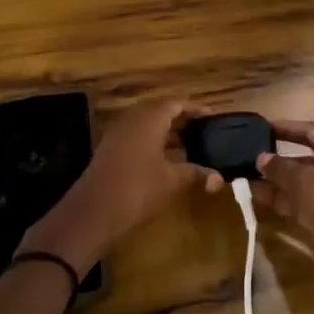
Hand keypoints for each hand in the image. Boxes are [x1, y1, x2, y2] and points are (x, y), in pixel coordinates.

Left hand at [21, 100, 221, 275]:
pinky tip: (163, 160)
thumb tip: (220, 179)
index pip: (177, 102)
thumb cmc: (138, 188)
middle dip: (181, 119)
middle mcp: (134, 117)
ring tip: (187, 145)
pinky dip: (152, 141)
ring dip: (166, 131)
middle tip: (202, 131)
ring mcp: (118, 131)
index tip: (212, 117)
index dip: (195, 109)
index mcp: (151, 117)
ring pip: (147, 123)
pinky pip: (136, 135)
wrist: (93, 211)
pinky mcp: (110, 147)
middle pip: (161, 110)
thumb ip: (195, 174)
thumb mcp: (171, 181)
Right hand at [253, 121, 313, 313]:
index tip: (262, 128)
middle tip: (247, 156)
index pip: (313, 132)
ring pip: (301, 184)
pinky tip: (257, 198)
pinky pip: (301, 204)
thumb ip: (281, 168)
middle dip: (278, 159)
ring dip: (276, 182)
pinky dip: (282, 201)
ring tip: (245, 178)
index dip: (288, 128)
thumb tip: (261, 157)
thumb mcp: (307, 182)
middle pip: (306, 158)